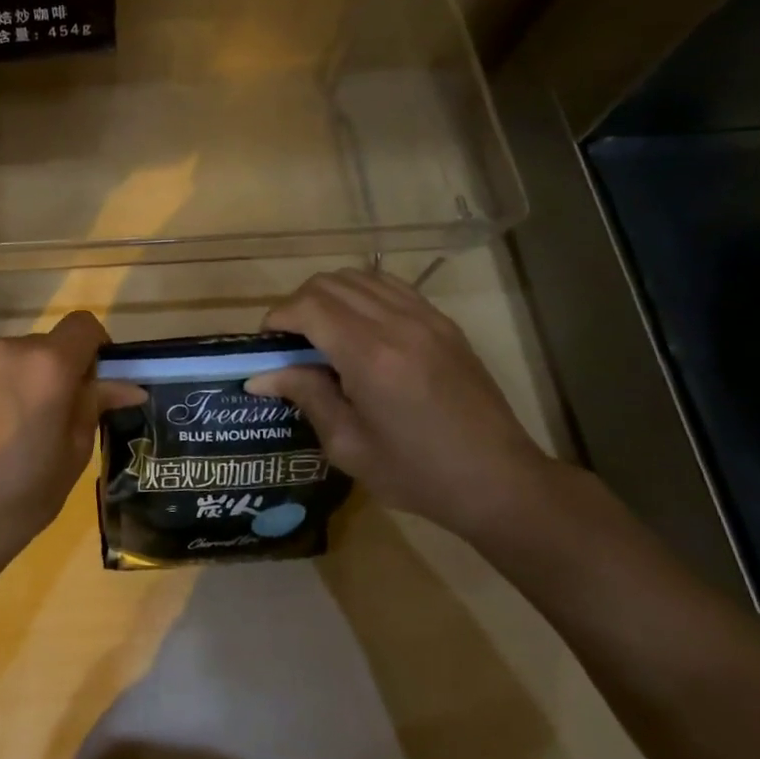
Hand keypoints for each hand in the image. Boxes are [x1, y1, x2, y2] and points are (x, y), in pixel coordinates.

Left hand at [0, 310, 120, 581]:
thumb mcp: (73, 455)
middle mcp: (5, 350)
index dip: (97, 347)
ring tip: (12, 430)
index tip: (95, 382)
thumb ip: (94, 406)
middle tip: (54, 418)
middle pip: (44, 345)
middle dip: (56, 371)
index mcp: (46, 365)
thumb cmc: (20, 497)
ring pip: (9, 359)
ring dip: (20, 380)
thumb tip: (127, 386)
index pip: (83, 325)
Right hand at [245, 269, 560, 538]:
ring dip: (329, 296)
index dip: (278, 318)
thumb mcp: (348, 445)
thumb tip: (260, 375)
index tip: (267, 344)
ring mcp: (426, 318)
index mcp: (370, 357)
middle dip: (298, 304)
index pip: (308, 307)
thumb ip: (306, 396)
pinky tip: (358, 327)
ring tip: (320, 332)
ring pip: (359, 277)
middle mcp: (398, 324)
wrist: (499, 481)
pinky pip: (390, 287)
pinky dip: (362, 295)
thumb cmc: (417, 474)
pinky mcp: (444, 323)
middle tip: (290, 342)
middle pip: (329, 284)